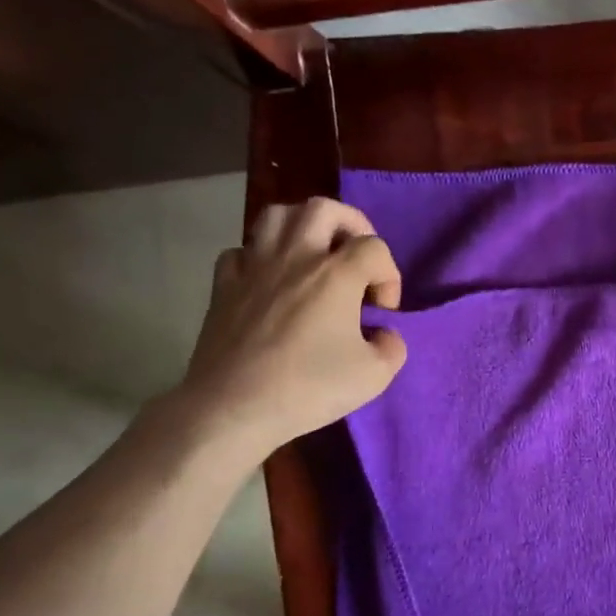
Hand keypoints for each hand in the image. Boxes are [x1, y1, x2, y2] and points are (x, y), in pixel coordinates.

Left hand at [171, 198, 406, 464]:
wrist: (233, 407)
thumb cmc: (309, 388)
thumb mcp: (375, 376)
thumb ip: (392, 347)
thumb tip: (384, 334)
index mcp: (336, 274)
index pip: (374, 247)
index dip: (388, 275)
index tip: (382, 312)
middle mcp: (295, 257)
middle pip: (324, 209)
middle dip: (351, 225)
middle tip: (357, 257)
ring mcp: (254, 267)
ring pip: (277, 215)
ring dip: (302, 226)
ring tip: (315, 253)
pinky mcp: (223, 286)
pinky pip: (241, 251)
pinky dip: (259, 257)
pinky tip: (269, 280)